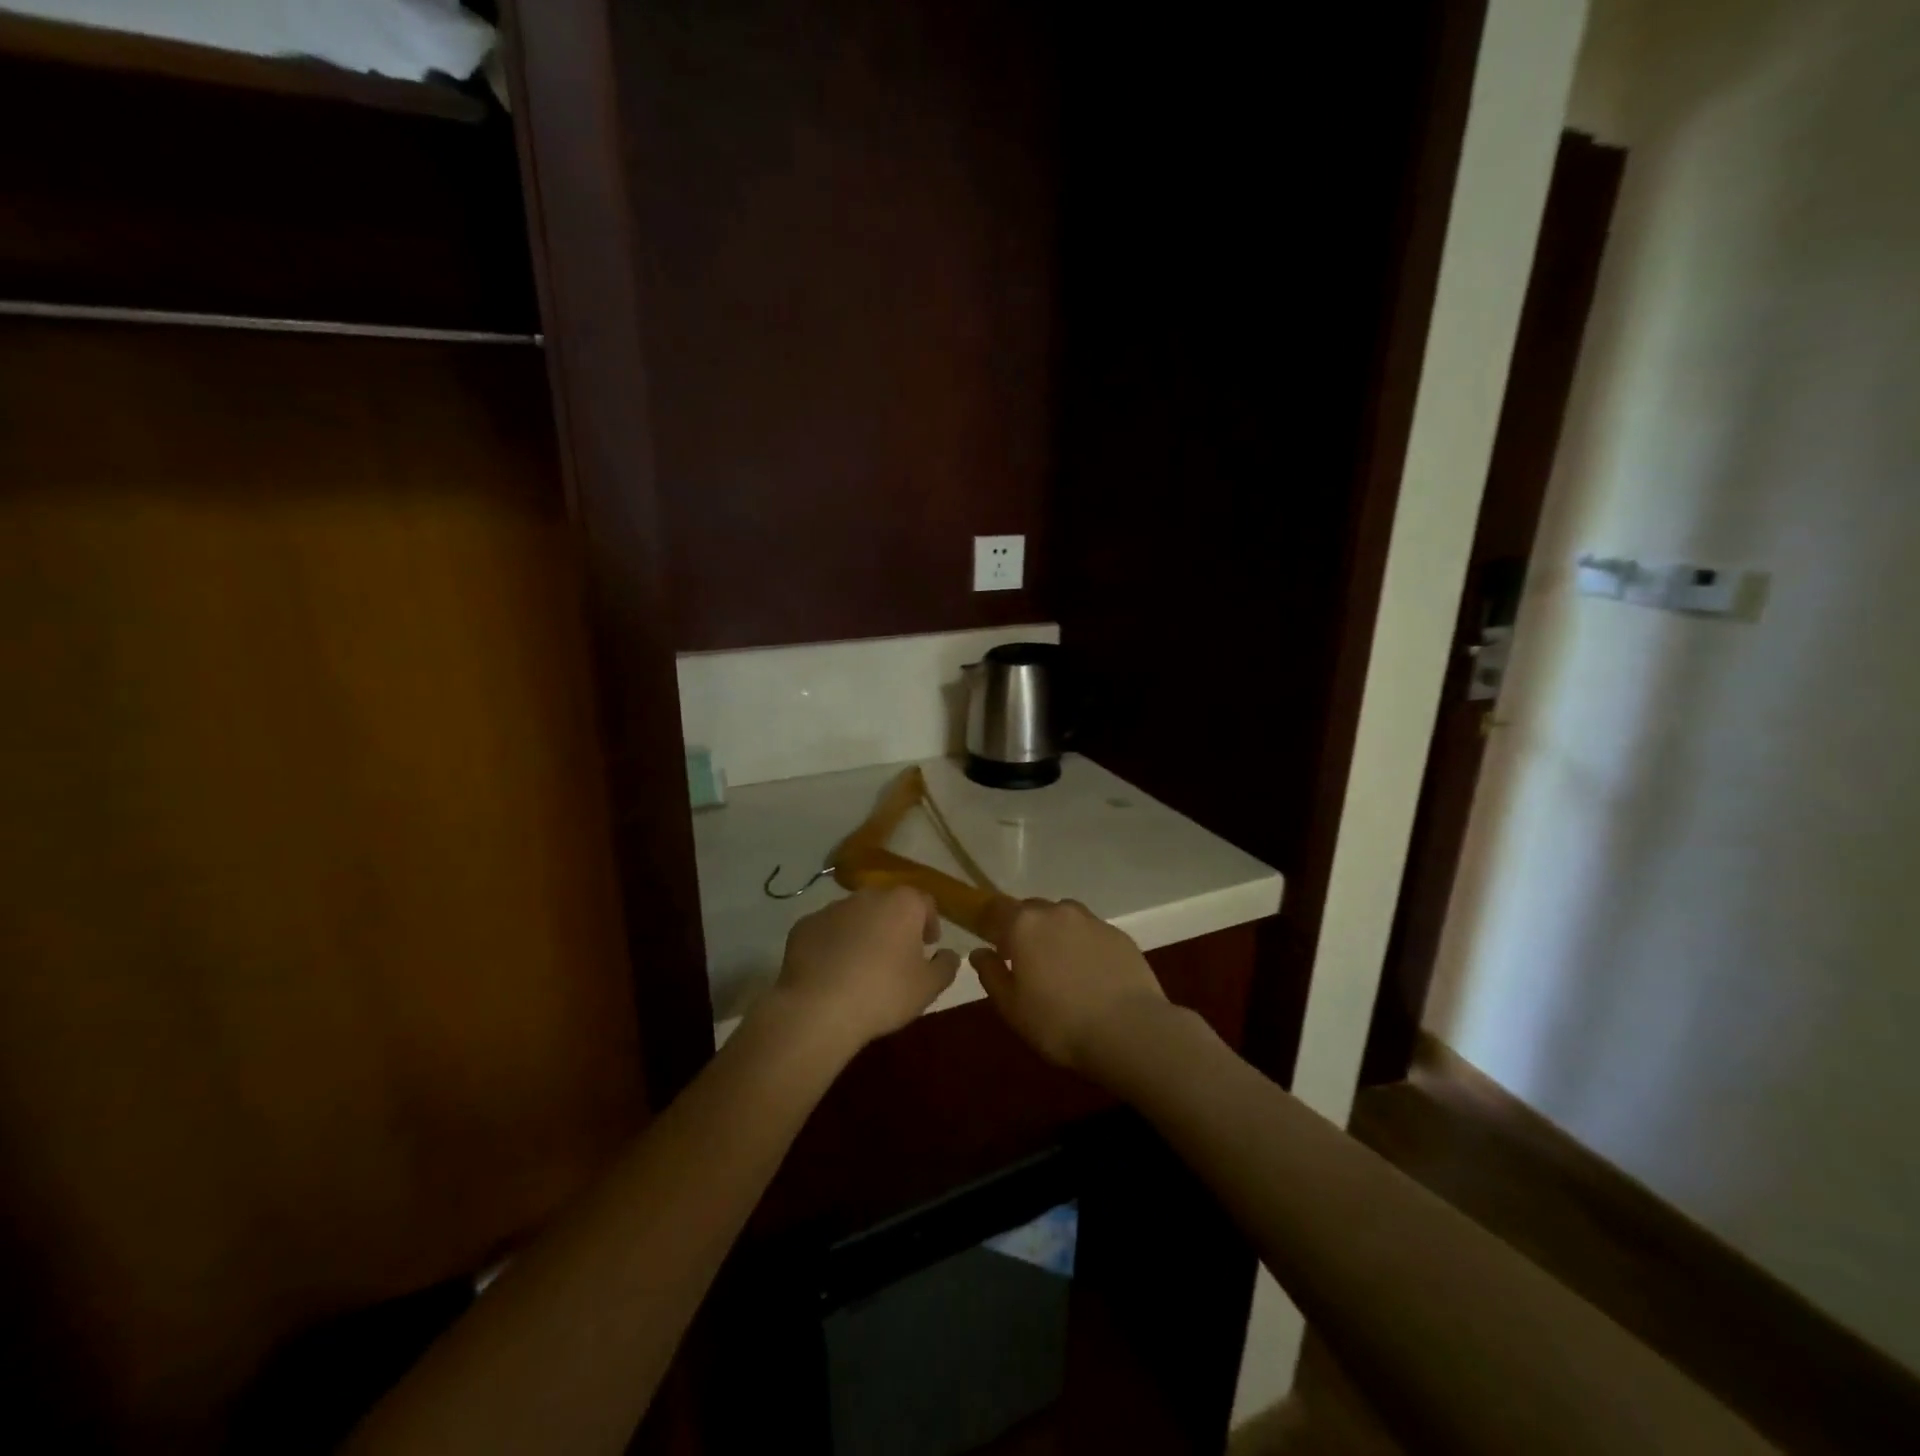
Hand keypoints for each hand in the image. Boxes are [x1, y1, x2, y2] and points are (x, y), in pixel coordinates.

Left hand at [769, 886, 959, 1053]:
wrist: (819, 1008)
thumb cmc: (884, 993)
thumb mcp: (928, 987)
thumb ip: (946, 966)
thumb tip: (949, 954)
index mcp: (903, 903)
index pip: (925, 902)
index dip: (930, 922)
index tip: (928, 945)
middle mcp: (868, 896)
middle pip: (888, 905)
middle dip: (895, 925)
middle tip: (897, 956)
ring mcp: (832, 908)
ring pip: (856, 916)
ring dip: (863, 933)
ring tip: (862, 966)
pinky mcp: (804, 925)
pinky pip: (827, 931)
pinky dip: (833, 944)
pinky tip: (833, 972)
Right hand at [969, 899, 1170, 1071]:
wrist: (1129, 1030)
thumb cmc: (1059, 1023)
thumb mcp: (1012, 1008)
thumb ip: (991, 974)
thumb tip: (979, 953)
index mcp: (1024, 925)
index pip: (996, 908)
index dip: (989, 921)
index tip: (988, 939)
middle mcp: (1057, 912)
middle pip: (1031, 909)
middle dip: (1023, 927)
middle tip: (1023, 959)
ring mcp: (1092, 921)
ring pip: (1064, 916)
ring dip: (1055, 932)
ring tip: (1059, 965)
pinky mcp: (1119, 935)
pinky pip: (1091, 932)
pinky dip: (1083, 944)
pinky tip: (1089, 973)